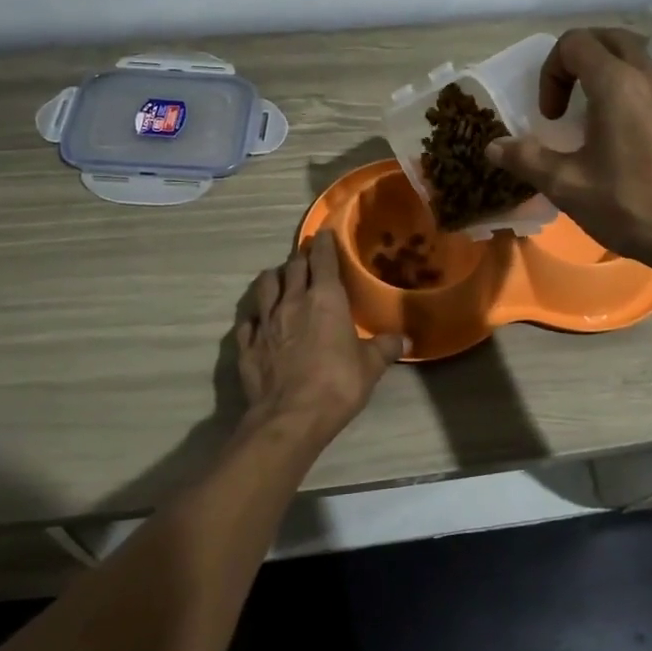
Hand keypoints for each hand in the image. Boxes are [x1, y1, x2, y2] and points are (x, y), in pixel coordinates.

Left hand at [236, 230, 404, 446]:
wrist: (290, 417)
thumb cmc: (337, 384)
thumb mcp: (370, 367)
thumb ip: (385, 348)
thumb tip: (405, 340)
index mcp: (325, 299)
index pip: (323, 259)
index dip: (324, 243)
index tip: (324, 233)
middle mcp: (292, 301)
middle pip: (293, 267)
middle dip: (301, 258)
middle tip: (307, 257)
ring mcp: (265, 322)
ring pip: (265, 286)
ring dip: (274, 278)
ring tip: (280, 279)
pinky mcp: (246, 344)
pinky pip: (248, 320)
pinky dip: (255, 316)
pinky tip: (258, 321)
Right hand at [486, 28, 651, 279]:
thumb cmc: (630, 206)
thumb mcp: (567, 186)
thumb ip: (526, 159)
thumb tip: (493, 146)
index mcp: (618, 84)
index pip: (575, 43)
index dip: (551, 73)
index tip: (550, 116)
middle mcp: (651, 76)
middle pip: (609, 39)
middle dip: (578, 59)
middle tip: (566, 98)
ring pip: (638, 58)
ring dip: (607, 73)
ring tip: (594, 118)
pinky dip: (632, 92)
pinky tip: (627, 139)